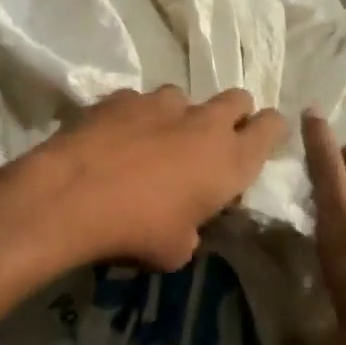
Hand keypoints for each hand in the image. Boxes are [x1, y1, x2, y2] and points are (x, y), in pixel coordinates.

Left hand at [32, 87, 286, 270]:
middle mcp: (204, 122)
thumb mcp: (178, 248)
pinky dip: (134, 117)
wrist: (73, 195)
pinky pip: (139, 102)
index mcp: (230, 160)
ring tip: (152, 141)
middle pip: (238, 99)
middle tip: (209, 141)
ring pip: (184, 97)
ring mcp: (162, 103)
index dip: (268, 131)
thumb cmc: (137, 230)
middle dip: (231, 114)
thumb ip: (193, 226)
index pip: (272, 127)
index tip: (256, 142)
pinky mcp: (122, 96)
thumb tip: (186, 221)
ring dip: (177, 116)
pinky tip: (113, 139)